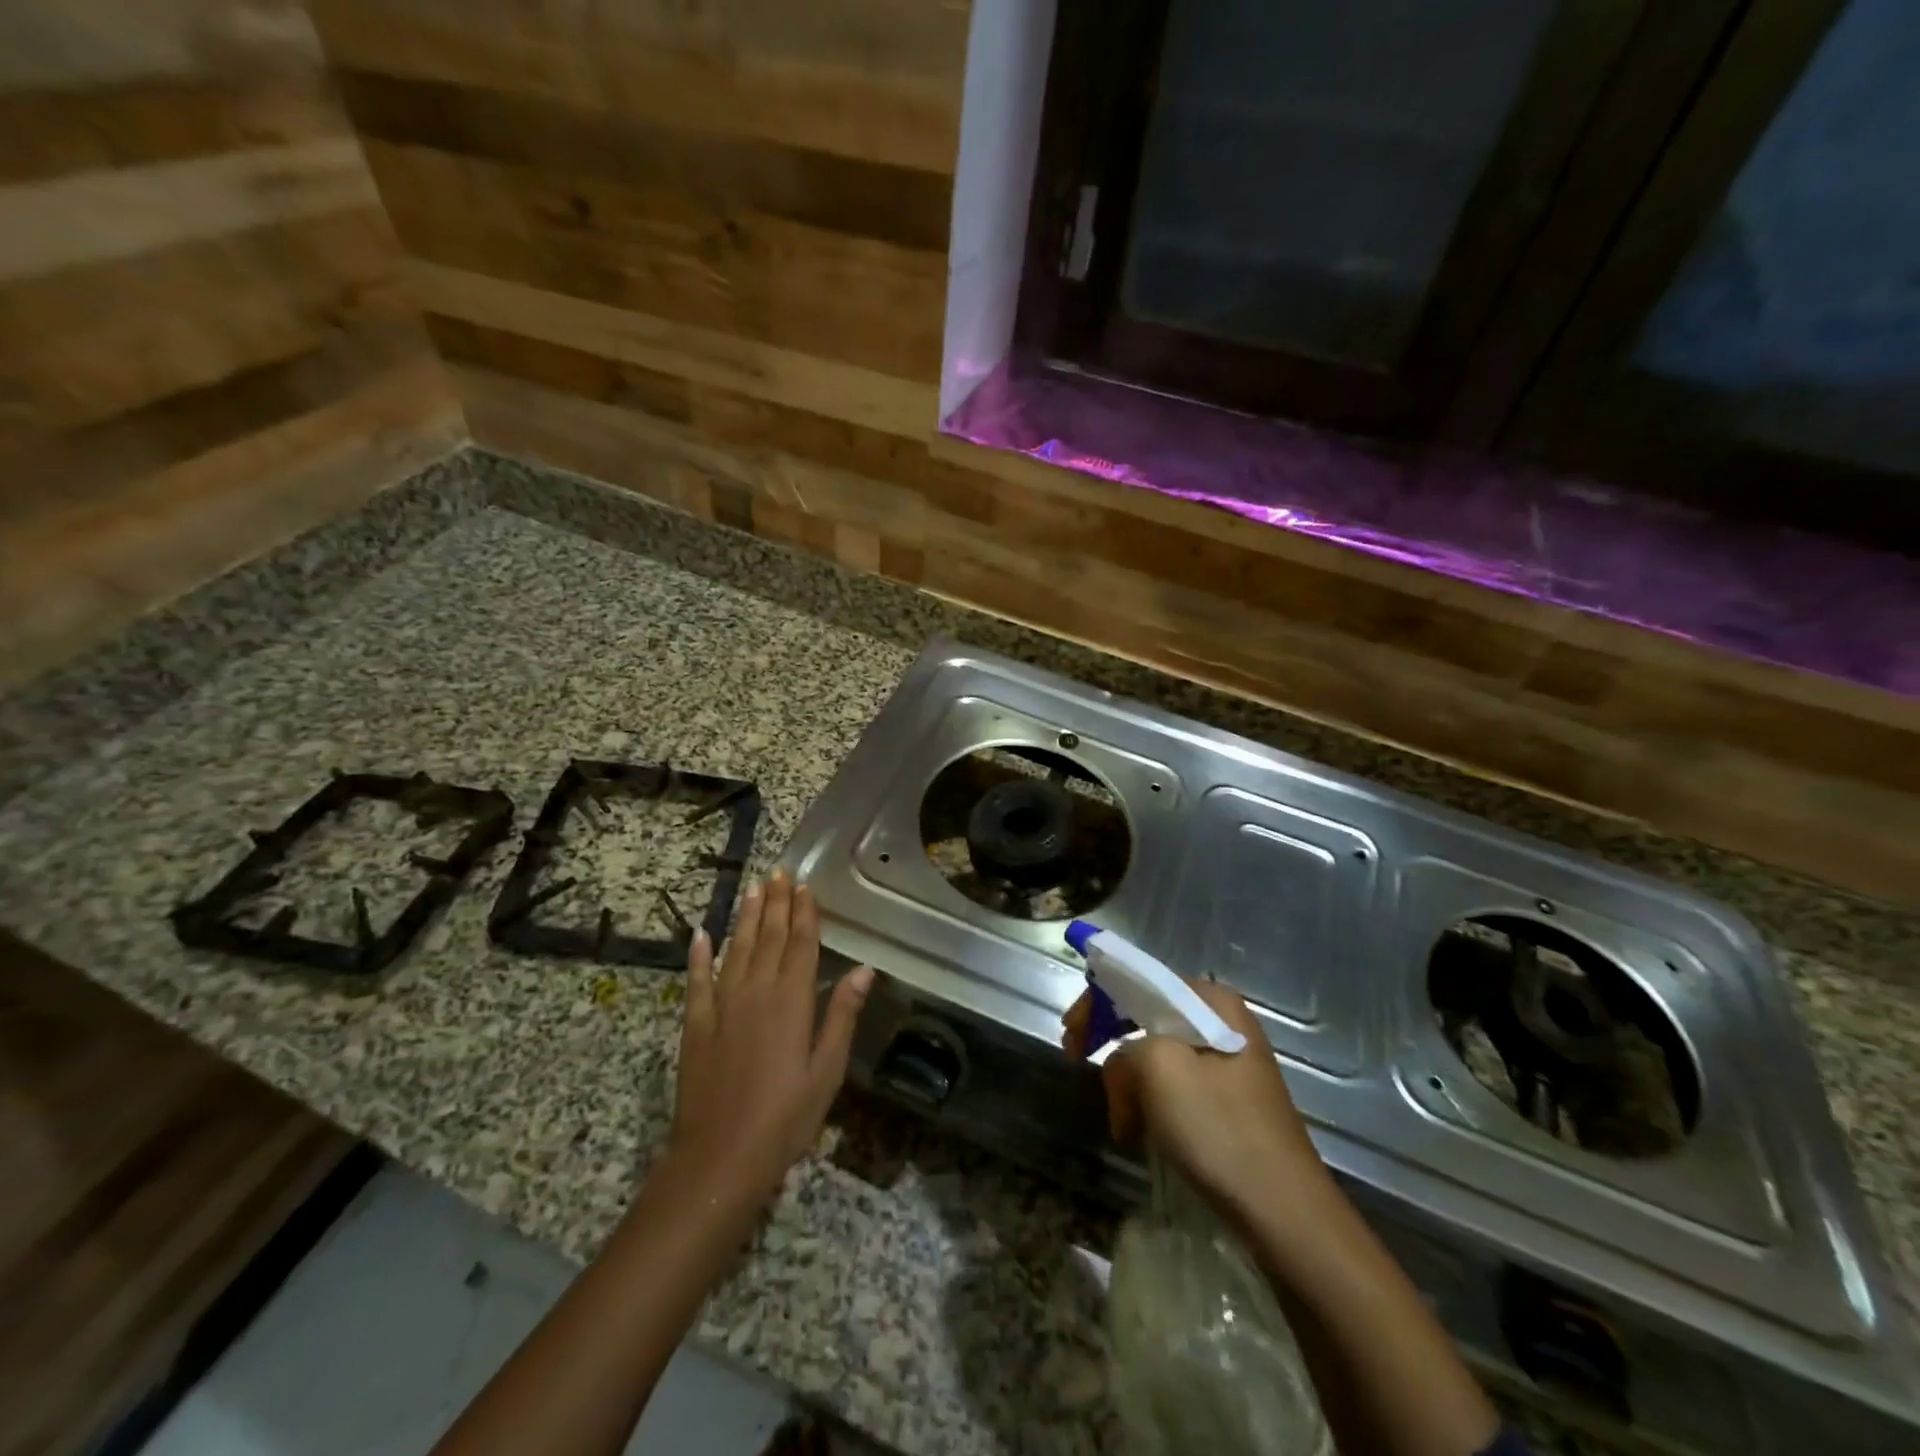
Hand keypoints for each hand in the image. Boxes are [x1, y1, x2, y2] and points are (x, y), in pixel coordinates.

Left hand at [670, 871, 872, 1211]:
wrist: (719, 1158)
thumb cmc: (785, 1119)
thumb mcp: (826, 1071)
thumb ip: (842, 1016)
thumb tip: (864, 970)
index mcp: (791, 1002)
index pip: (800, 945)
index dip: (804, 914)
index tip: (804, 886)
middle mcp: (756, 992)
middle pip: (768, 938)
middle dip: (776, 904)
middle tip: (779, 873)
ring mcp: (721, 1006)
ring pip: (736, 949)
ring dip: (745, 917)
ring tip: (752, 888)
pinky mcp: (695, 1025)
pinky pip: (697, 981)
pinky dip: (698, 955)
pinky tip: (700, 934)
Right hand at [1063, 978, 1330, 1220]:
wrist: (1286, 1215)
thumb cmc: (1221, 1131)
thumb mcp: (1160, 1070)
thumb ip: (1127, 1046)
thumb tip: (1123, 1064)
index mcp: (1212, 1002)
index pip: (1140, 980)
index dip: (1097, 1002)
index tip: (1070, 1036)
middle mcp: (1223, 1021)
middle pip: (1147, 1015)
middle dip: (1111, 1042)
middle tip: (1077, 1062)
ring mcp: (1228, 1063)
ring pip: (1158, 1055)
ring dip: (1129, 1081)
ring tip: (1119, 1119)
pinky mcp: (1228, 1100)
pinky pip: (1175, 1084)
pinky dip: (1149, 1101)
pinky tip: (1140, 1130)